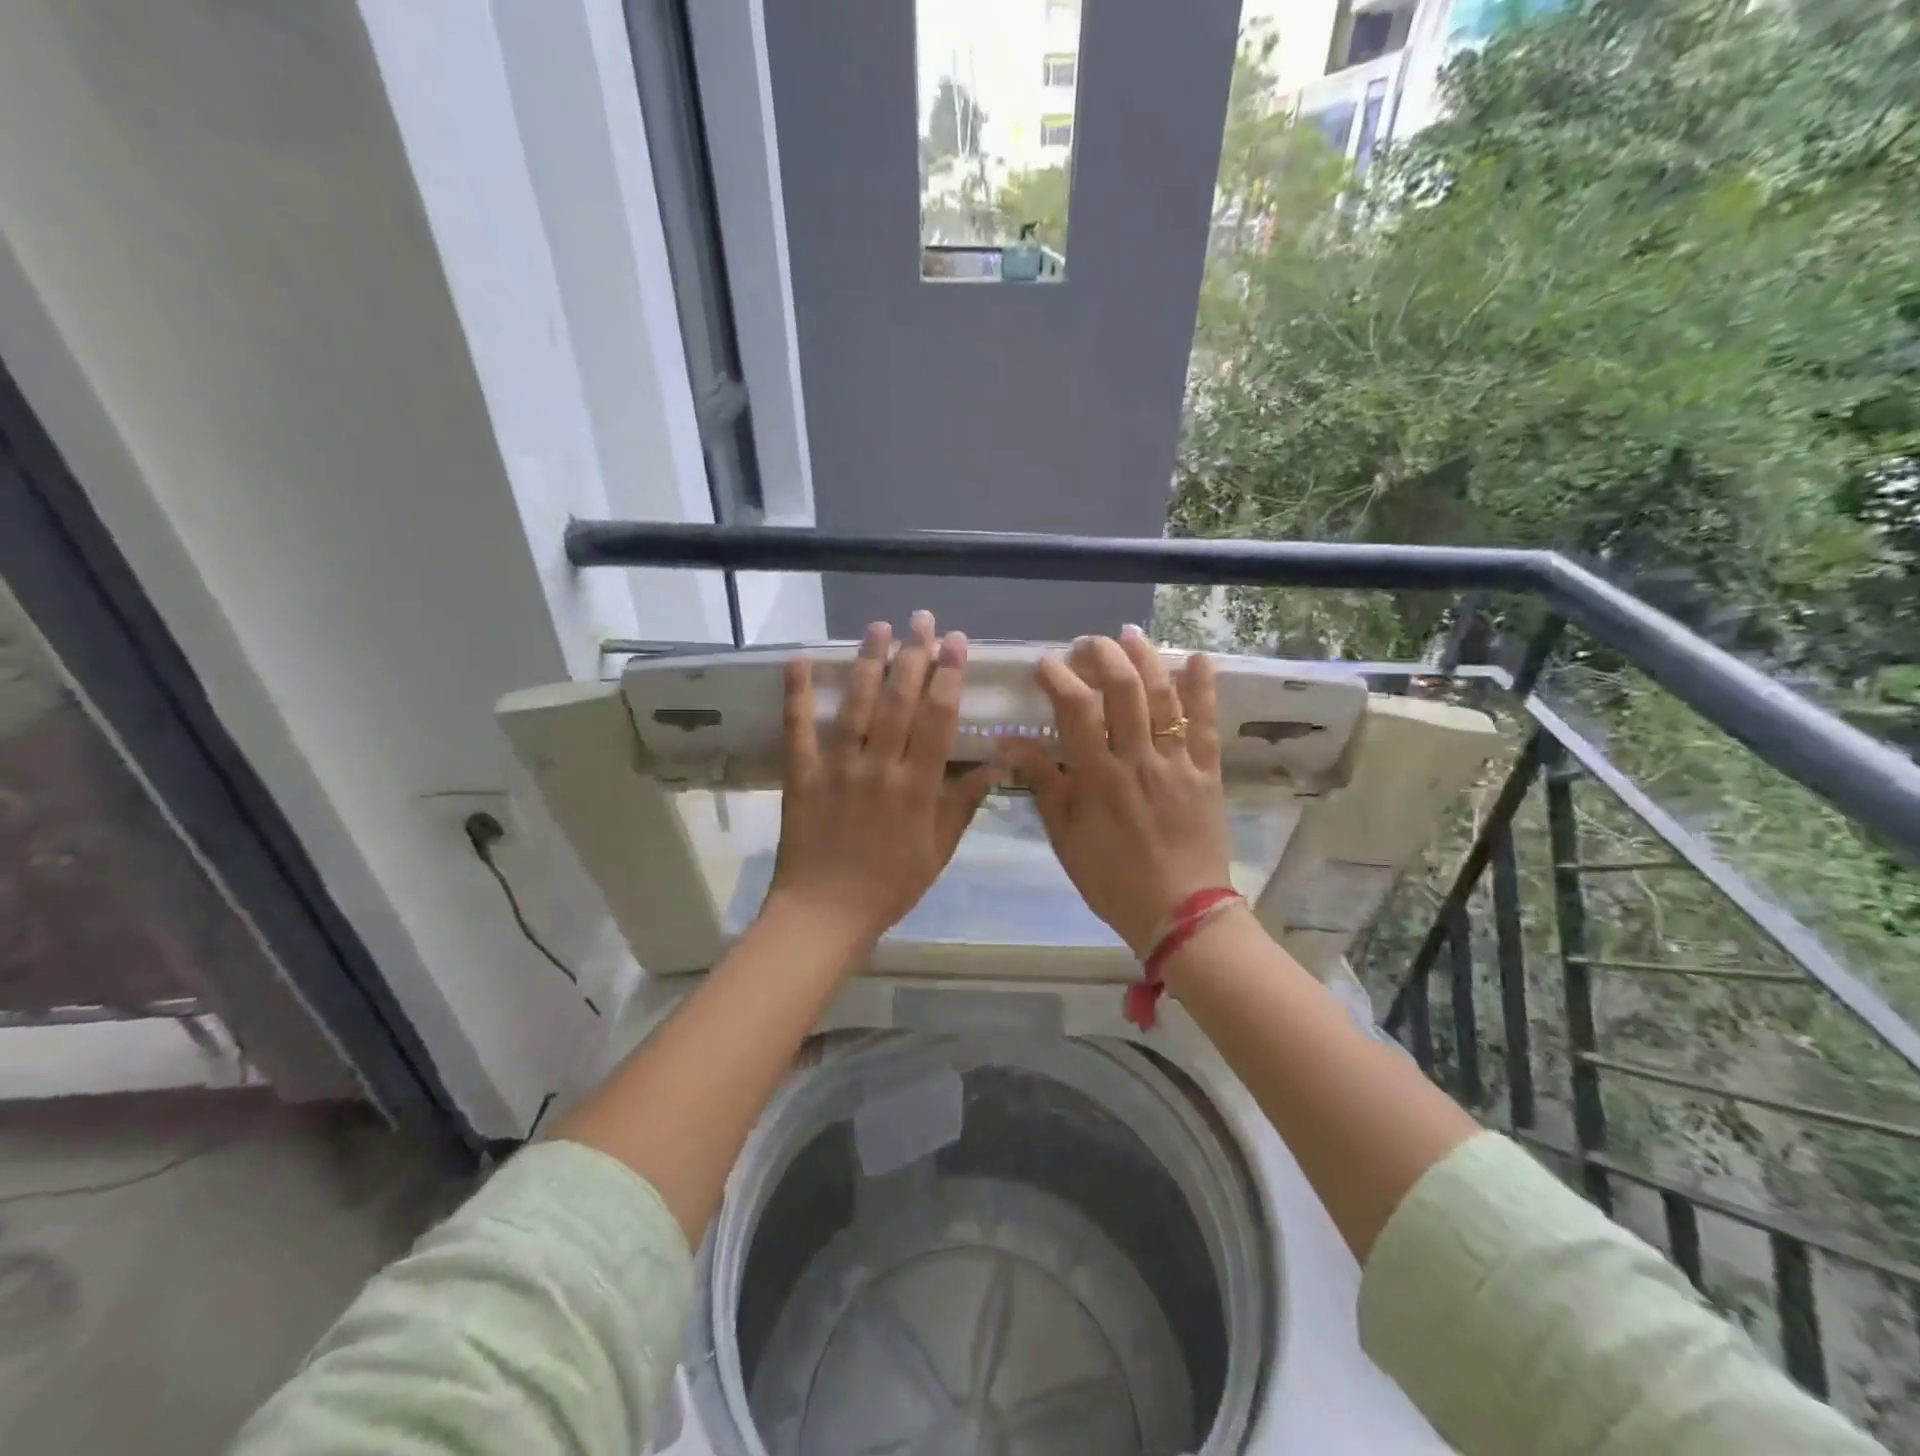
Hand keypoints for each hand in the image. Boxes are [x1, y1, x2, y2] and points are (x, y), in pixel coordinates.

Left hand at [766, 612, 998, 946]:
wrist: (826, 913)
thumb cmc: (891, 884)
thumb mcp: (939, 849)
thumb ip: (964, 803)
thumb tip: (998, 763)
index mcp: (917, 785)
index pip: (938, 718)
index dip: (949, 676)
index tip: (956, 643)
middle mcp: (879, 766)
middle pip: (900, 701)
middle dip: (914, 655)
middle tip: (923, 619)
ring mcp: (837, 767)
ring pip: (856, 704)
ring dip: (868, 662)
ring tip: (879, 626)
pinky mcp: (801, 774)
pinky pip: (797, 729)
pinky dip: (796, 694)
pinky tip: (799, 660)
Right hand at [1002, 627, 1233, 955]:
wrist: (1179, 912)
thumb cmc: (1112, 879)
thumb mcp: (1065, 837)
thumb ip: (1042, 784)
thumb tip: (1009, 743)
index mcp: (1098, 777)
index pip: (1076, 710)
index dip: (1058, 677)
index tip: (1045, 663)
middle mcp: (1139, 759)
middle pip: (1123, 690)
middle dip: (1103, 656)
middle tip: (1088, 644)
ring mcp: (1177, 763)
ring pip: (1164, 697)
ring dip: (1147, 659)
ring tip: (1130, 635)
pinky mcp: (1207, 771)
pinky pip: (1207, 723)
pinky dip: (1204, 688)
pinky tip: (1197, 658)